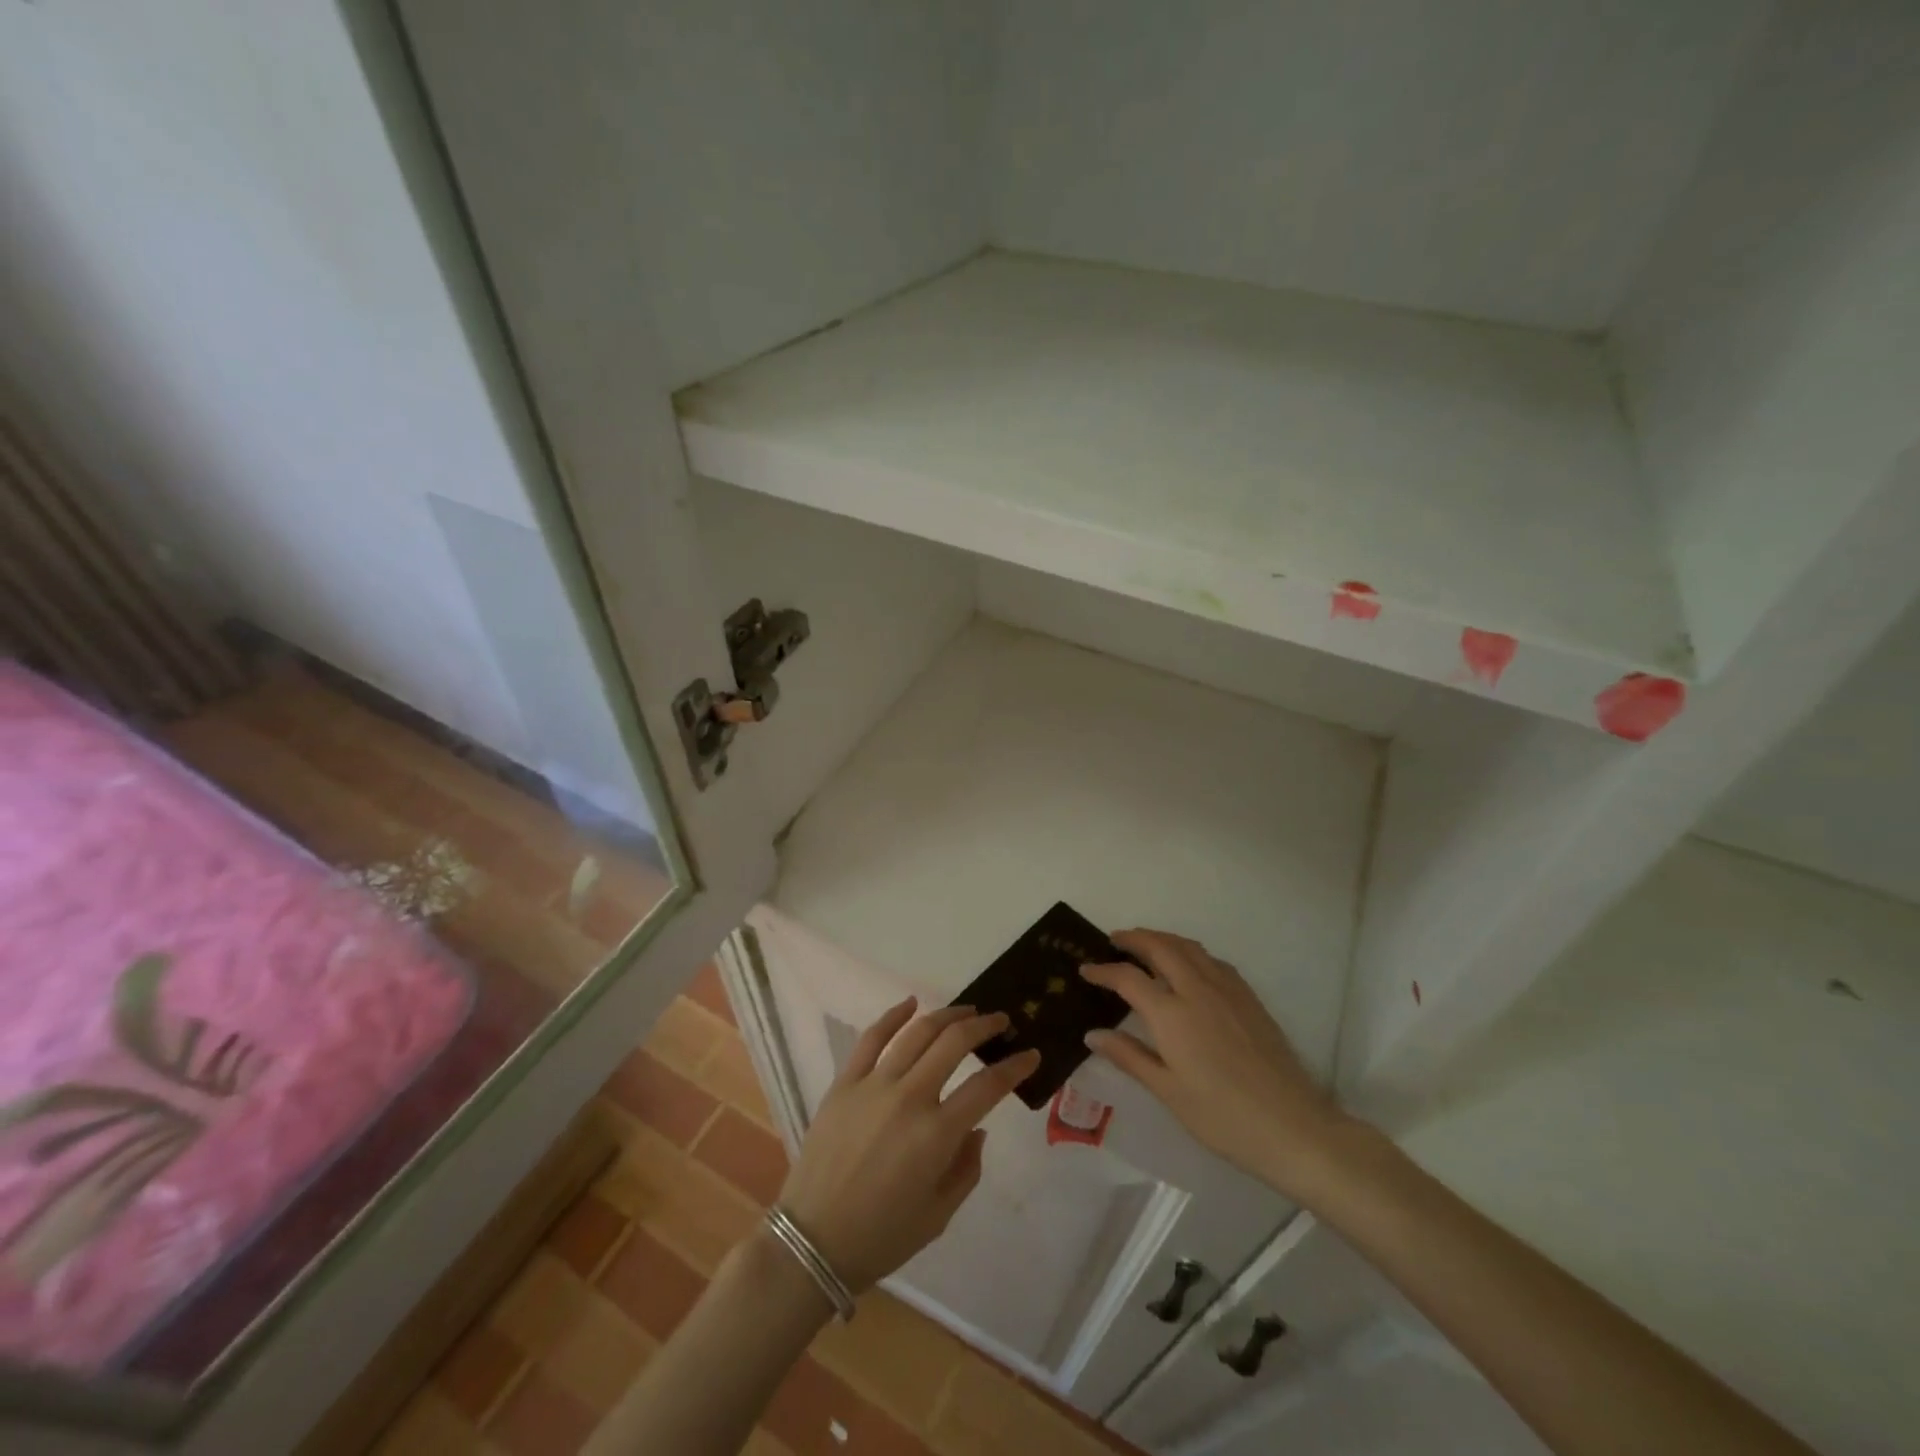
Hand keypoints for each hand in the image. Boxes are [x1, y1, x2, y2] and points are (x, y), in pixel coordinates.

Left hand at [777, 1000, 1040, 1293]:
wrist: (811, 1242)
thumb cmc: (881, 1236)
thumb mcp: (939, 1215)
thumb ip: (967, 1168)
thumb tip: (977, 1128)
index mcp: (937, 1135)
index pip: (987, 1086)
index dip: (1015, 1066)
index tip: (1030, 1054)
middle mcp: (909, 1098)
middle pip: (954, 1043)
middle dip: (984, 1026)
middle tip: (1000, 1022)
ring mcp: (873, 1085)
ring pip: (917, 1032)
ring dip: (947, 1015)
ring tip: (966, 1011)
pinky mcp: (845, 1082)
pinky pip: (872, 1038)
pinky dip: (894, 1015)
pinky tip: (910, 1004)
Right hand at [1082, 929, 1357, 1200]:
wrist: (1292, 1127)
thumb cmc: (1222, 1117)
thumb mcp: (1168, 1092)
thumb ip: (1129, 1056)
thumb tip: (1092, 1034)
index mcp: (1171, 1014)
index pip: (1128, 978)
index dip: (1104, 970)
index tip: (1085, 969)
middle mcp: (1197, 990)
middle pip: (1160, 947)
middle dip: (1133, 938)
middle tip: (1114, 941)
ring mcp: (1227, 990)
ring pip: (1189, 947)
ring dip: (1162, 938)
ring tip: (1146, 944)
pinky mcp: (1249, 997)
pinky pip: (1213, 960)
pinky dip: (1191, 952)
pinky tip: (1189, 966)